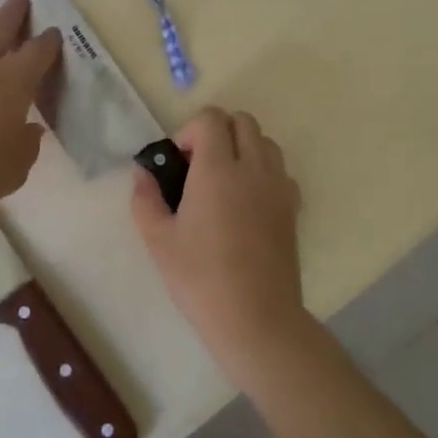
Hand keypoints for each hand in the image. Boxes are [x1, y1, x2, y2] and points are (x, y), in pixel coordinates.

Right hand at [131, 107, 306, 376]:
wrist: (256, 318)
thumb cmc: (201, 279)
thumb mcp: (158, 240)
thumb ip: (145, 199)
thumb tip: (143, 174)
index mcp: (217, 170)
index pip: (211, 119)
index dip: (189, 131)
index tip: (179, 162)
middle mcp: (253, 169)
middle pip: (242, 120)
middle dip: (217, 132)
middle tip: (198, 166)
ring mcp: (278, 187)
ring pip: (265, 142)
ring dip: (243, 147)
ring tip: (224, 182)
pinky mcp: (293, 207)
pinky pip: (280, 170)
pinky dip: (264, 172)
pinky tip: (247, 203)